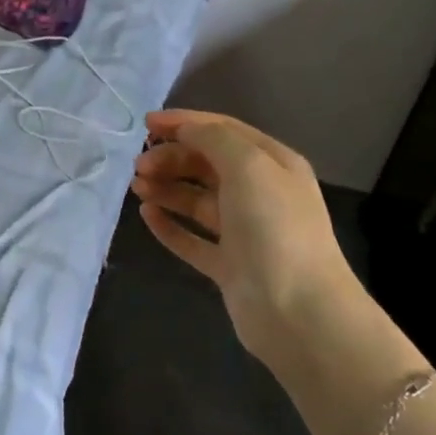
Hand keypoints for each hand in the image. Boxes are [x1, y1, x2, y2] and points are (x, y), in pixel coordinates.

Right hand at [130, 110, 363, 366]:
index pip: (223, 131)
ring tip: (137, 187)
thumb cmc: (274, 227)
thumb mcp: (248, 166)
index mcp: (273, 164)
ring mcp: (244, 232)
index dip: (184, 123)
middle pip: (207, 164)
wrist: (298, 311)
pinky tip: (146, 216)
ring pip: (196, 200)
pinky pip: (192, 238)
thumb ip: (213, 139)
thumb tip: (184, 129)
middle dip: (171, 158)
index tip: (145, 124)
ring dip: (166, 188)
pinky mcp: (228, 265)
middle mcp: (260, 193)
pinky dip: (169, 225)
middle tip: (138, 166)